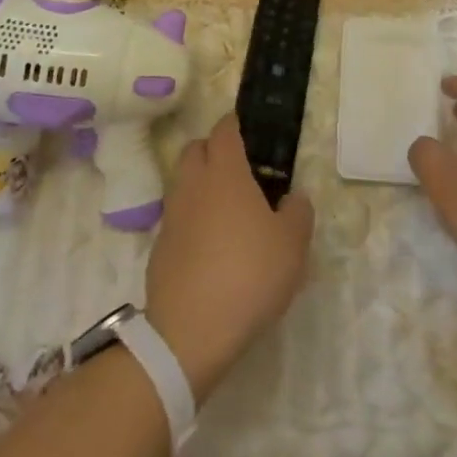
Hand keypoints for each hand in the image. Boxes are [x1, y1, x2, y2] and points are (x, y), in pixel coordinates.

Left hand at [146, 115, 313, 402]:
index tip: (251, 132)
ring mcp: (171, 215)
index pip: (224, 129)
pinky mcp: (159, 246)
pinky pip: (177, 217)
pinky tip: (211, 246)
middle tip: (241, 171)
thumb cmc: (249, 274)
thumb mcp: (293, 244)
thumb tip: (293, 198)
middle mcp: (193, 184)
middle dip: (214, 150)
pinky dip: (192, 219)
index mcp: (225, 172)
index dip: (236, 125)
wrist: (190, 331)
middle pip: (195, 149)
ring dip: (202, 185)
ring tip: (229, 211)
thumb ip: (298, 212)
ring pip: (183, 182)